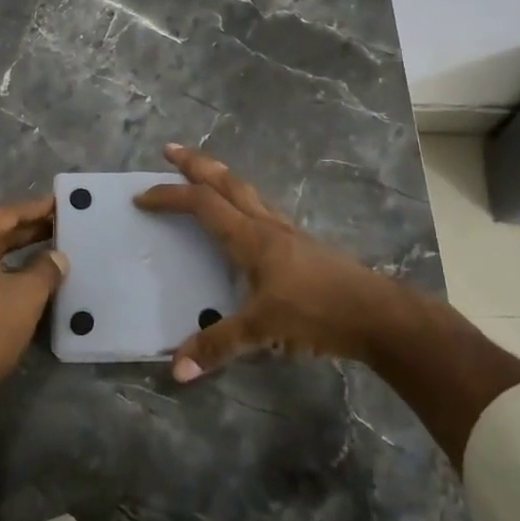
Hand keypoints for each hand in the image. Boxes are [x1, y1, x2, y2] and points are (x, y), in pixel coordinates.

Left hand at [0, 193, 66, 384]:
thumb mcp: (27, 295)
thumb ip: (46, 269)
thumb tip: (56, 257)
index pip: (7, 214)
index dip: (35, 208)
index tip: (59, 204)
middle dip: (28, 230)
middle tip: (59, 226)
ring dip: (16, 252)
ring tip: (47, 252)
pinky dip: (3, 271)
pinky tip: (23, 280)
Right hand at [136, 145, 419, 381]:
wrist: (377, 315)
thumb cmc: (317, 313)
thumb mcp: (262, 331)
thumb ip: (218, 346)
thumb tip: (176, 370)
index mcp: (250, 238)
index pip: (202, 204)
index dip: (170, 197)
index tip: (141, 198)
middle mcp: (266, 225)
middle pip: (226, 182)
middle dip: (195, 164)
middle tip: (170, 150)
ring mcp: (287, 232)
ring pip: (247, 192)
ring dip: (220, 178)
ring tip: (203, 174)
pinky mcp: (302, 246)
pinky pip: (262, 210)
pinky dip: (242, 201)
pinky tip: (245, 217)